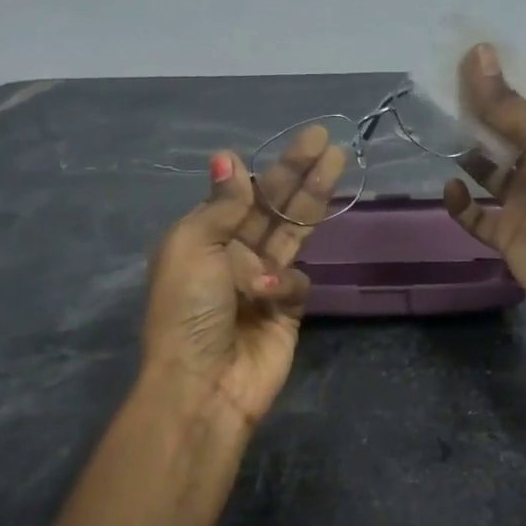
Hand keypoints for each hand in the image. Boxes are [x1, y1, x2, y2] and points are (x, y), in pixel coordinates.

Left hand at [142, 127, 345, 432]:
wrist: (204, 384)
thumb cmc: (189, 310)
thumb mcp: (193, 247)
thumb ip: (221, 205)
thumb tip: (227, 157)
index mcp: (205, 237)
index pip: (246, 192)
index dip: (275, 166)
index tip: (303, 142)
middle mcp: (235, 254)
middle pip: (275, 206)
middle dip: (301, 173)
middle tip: (329, 141)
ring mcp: (263, 281)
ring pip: (294, 232)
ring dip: (313, 199)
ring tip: (337, 165)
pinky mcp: (287, 309)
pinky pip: (296, 281)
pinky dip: (284, 283)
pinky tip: (269, 292)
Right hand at [442, 44, 525, 354]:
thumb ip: (506, 103)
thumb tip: (476, 51)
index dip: (498, 83)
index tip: (464, 62)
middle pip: (503, 134)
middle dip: (477, 117)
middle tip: (442, 95)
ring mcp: (525, 202)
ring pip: (489, 173)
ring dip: (469, 157)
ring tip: (443, 136)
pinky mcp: (508, 235)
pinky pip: (477, 216)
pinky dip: (462, 204)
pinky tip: (452, 188)